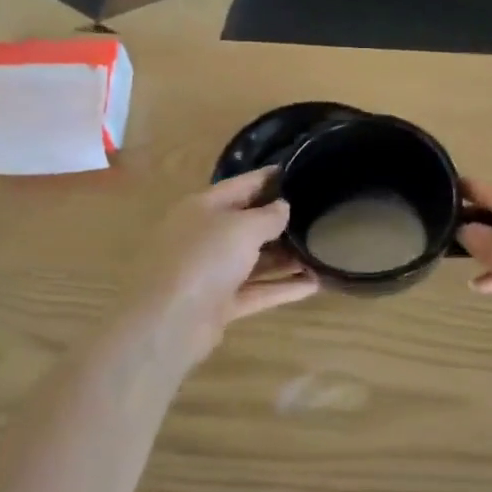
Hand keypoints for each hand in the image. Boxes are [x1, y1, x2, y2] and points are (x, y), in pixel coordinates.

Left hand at [120, 169, 318, 367]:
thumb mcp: (243, 227)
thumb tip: (283, 207)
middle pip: (248, 224)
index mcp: (204, 208)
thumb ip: (268, 216)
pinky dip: (283, 287)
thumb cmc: (205, 258)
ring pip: (255, 260)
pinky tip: (315, 284)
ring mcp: (212, 272)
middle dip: (282, 221)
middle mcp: (206, 236)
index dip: (270, 178)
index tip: (300, 171)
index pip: (242, 185)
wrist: (169, 321)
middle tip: (319, 214)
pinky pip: (257, 290)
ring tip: (322, 251)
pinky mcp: (220, 303)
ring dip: (286, 257)